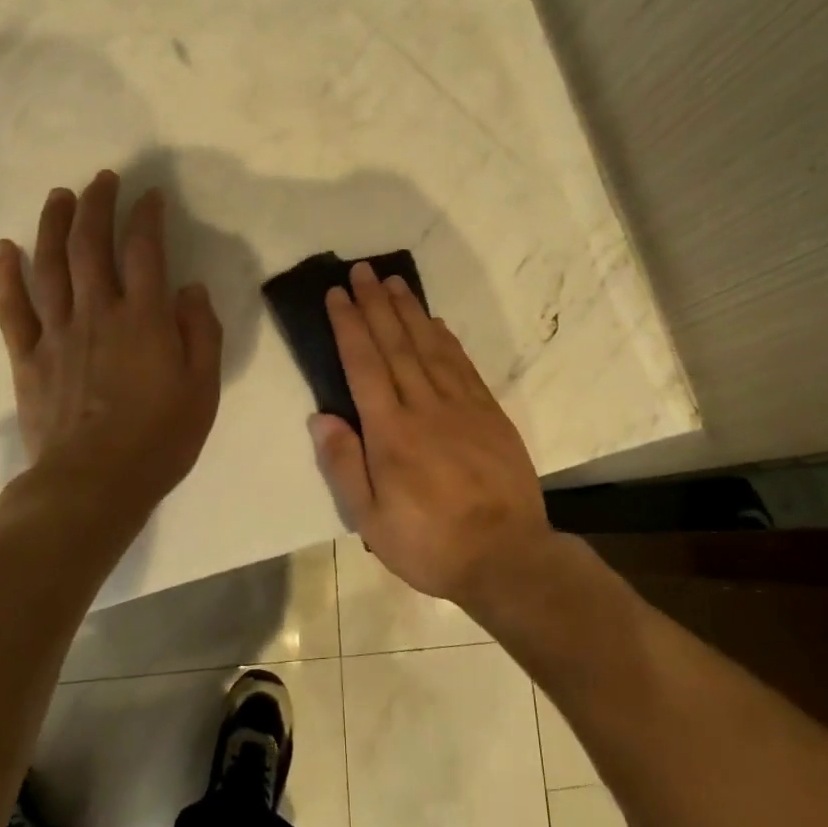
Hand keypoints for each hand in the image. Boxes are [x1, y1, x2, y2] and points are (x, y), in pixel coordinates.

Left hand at [0, 170, 222, 512]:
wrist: (93, 484)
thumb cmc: (160, 438)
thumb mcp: (203, 387)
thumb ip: (200, 332)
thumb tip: (189, 288)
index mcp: (144, 318)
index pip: (145, 251)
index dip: (147, 217)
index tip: (150, 196)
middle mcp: (97, 312)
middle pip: (92, 245)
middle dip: (97, 205)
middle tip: (102, 179)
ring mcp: (57, 332)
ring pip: (50, 265)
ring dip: (53, 225)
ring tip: (58, 196)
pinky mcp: (27, 357)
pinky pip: (12, 308)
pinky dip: (6, 275)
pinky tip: (4, 248)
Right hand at [309, 261, 552, 606]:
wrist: (507, 556)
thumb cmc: (430, 543)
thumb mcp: (371, 520)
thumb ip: (344, 464)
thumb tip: (320, 416)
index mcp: (391, 432)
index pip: (364, 365)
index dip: (349, 326)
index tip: (337, 294)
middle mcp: (424, 406)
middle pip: (395, 344)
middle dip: (375, 304)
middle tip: (361, 270)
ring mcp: (461, 406)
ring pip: (429, 346)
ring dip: (409, 311)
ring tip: (393, 282)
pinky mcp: (489, 413)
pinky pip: (462, 364)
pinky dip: (445, 338)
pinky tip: (435, 322)